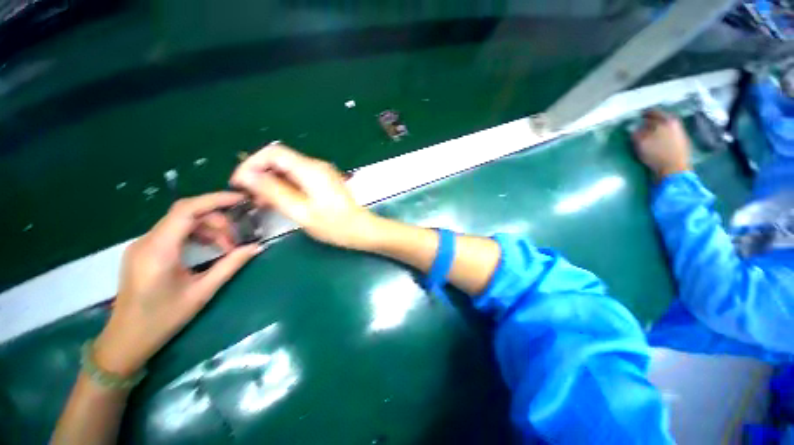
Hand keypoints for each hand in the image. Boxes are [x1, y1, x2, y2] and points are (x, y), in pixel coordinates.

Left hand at [94, 192, 262, 376]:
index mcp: (158, 251)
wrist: (126, 339)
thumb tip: (256, 247)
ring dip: (208, 228)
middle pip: (186, 214)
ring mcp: (143, 244)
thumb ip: (230, 265)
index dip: (215, 200)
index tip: (241, 199)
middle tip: (235, 241)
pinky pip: (174, 231)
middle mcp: (147, 241)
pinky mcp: (144, 250)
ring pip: (181, 222)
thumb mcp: (202, 292)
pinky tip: (208, 248)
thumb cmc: (163, 319)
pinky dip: (196, 234)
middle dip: (217, 221)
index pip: (186, 210)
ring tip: (225, 248)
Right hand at [230, 143, 378, 249]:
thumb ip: (274, 192)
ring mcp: (321, 173)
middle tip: (250, 197)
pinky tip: (279, 202)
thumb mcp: (301, 211)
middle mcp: (316, 166)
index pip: (273, 153)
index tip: (239, 184)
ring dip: (272, 183)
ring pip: (288, 171)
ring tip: (262, 203)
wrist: (361, 229)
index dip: (251, 164)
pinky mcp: (323, 182)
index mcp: (310, 170)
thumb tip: (247, 176)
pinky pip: (298, 179)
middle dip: (260, 176)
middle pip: (280, 161)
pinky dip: (285, 187)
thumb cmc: (334, 225)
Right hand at [631, 110, 691, 180]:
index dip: (643, 114)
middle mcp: (675, 124)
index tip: (636, 117)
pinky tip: (657, 142)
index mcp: (666, 120)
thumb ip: (636, 133)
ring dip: (657, 129)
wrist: (674, 170)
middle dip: (651, 121)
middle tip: (642, 125)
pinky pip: (669, 135)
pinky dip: (662, 136)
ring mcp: (680, 133)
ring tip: (648, 134)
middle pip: (661, 119)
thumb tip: (632, 127)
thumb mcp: (641, 143)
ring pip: (665, 127)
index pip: (652, 112)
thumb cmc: (656, 154)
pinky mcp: (682, 143)